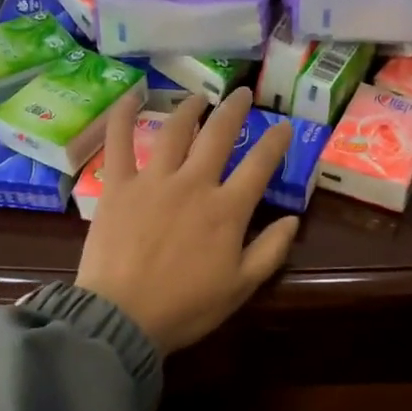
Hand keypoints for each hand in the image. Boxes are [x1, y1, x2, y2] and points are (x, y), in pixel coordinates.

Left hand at [76, 88, 299, 352]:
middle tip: (242, 94)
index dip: (275, 142)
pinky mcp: (118, 185)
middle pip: (219, 135)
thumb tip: (293, 219)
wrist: (123, 317)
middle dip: (235, 110)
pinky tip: (132, 96)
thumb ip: (270, 251)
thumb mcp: (240, 287)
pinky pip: (120, 142)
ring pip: (175, 130)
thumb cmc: (186, 307)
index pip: (259, 165)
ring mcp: (153, 180)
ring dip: (190, 108)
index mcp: (227, 209)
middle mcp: (193, 183)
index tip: (284, 126)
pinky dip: (125, 115)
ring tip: (199, 98)